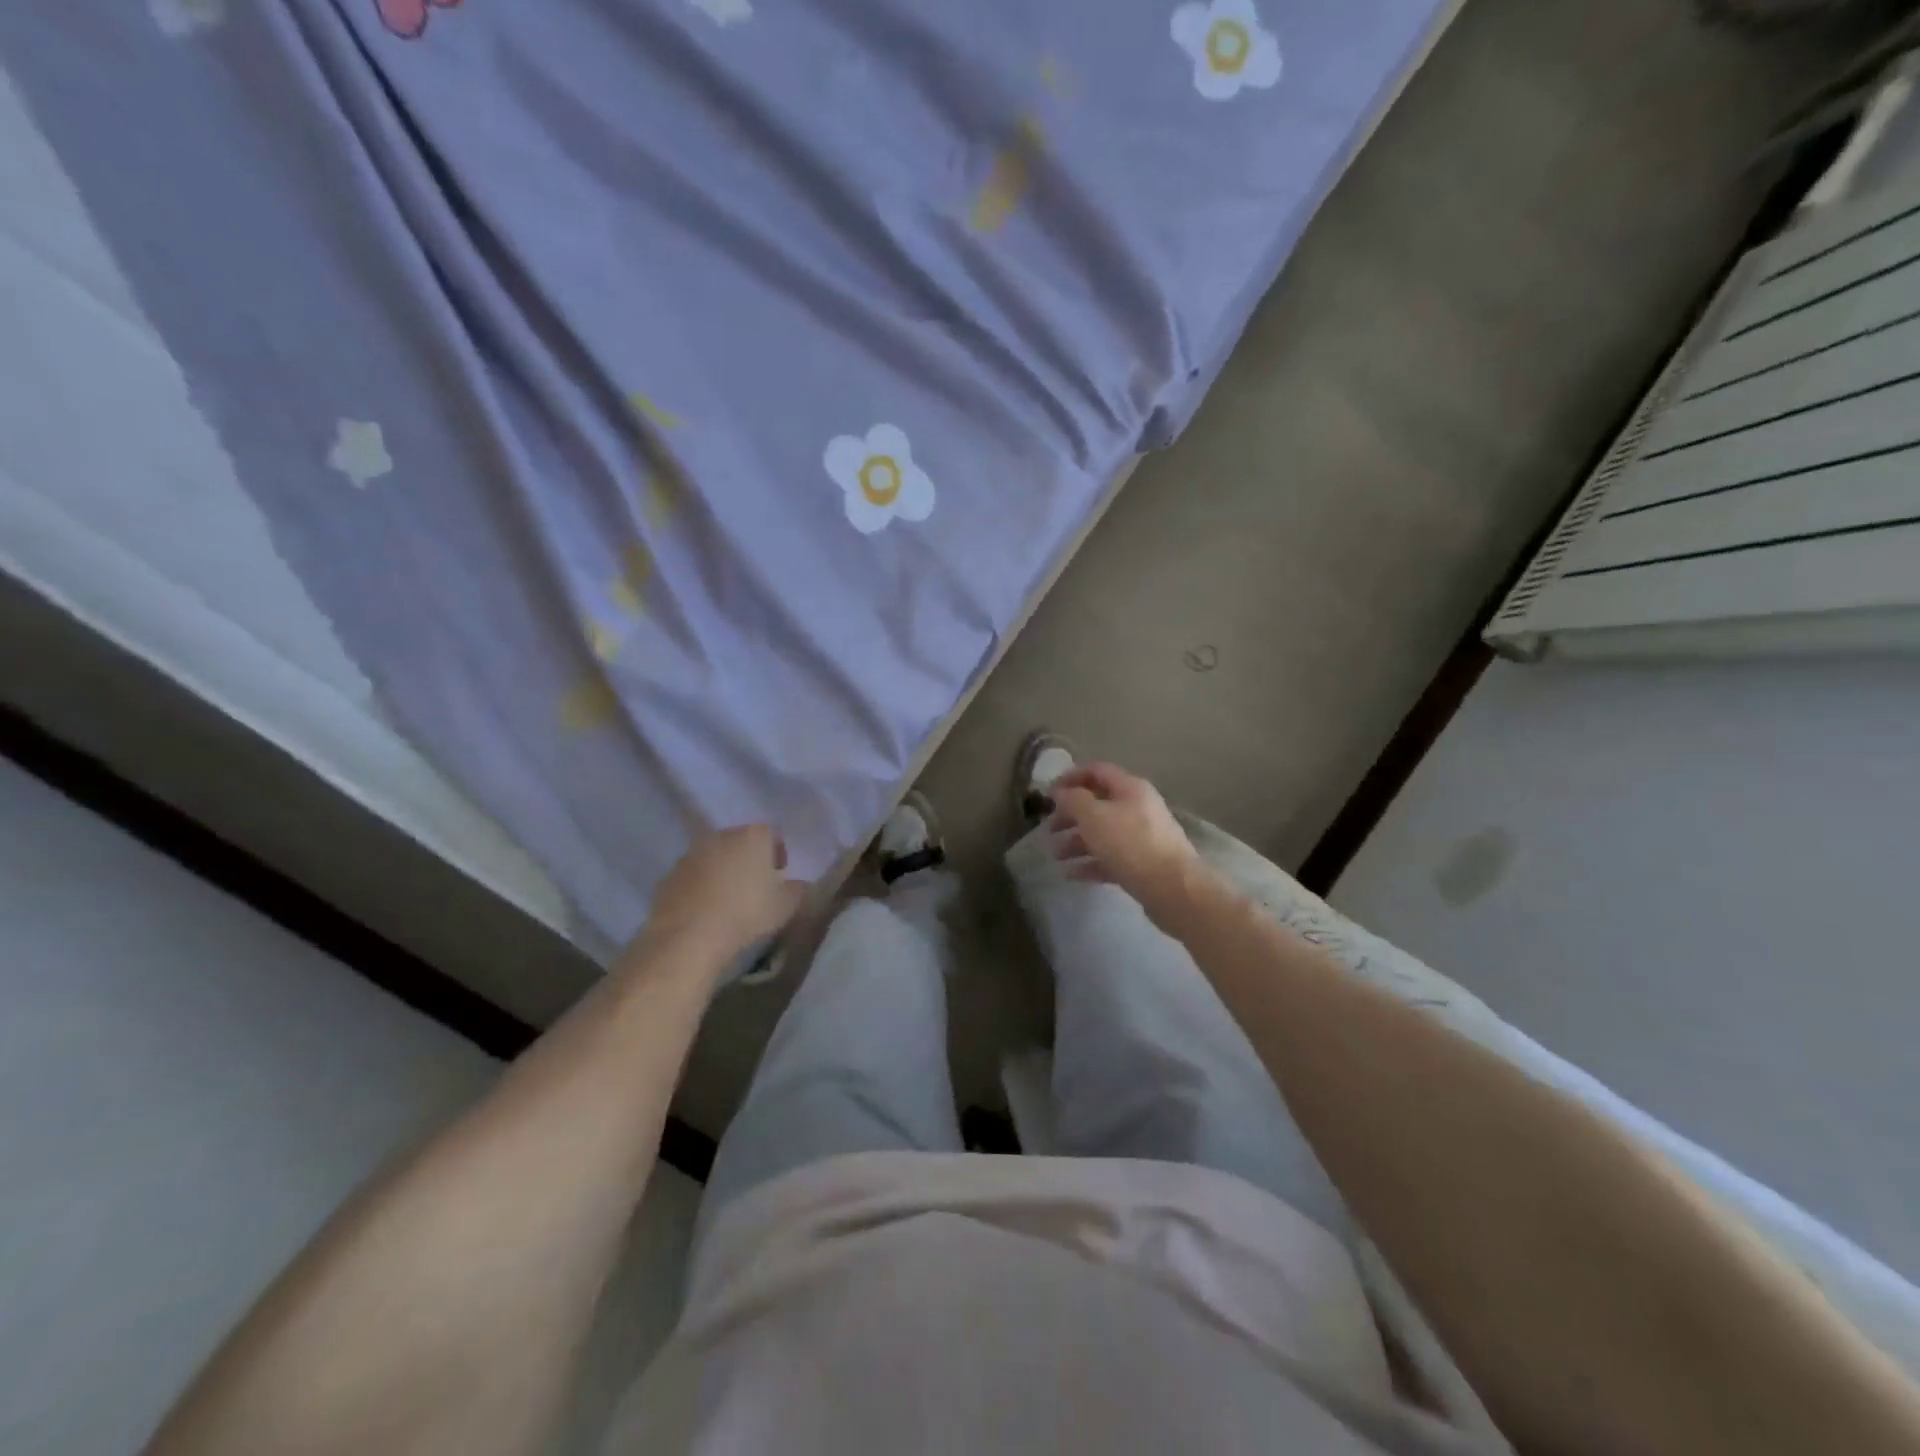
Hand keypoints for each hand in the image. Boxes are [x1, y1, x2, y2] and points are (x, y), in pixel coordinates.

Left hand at [640, 826, 807, 968]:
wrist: (689, 937)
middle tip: (755, 888)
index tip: (779, 876)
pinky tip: (705, 911)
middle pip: (740, 842)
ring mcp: (691, 854)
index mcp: (753, 836)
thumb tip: (799, 885)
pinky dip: (700, 887)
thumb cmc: (747, 913)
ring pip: (714, 858)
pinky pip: (693, 876)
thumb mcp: (787, 906)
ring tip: (728, 901)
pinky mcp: (669, 875)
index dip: (777, 854)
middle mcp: (721, 836)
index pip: (771, 835)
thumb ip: (798, 890)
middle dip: (748, 860)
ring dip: (722, 872)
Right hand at [1050, 763, 1204, 919]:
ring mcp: (1142, 837)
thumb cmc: (1130, 844)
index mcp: (1130, 788)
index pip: (1097, 771)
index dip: (1071, 777)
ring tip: (1056, 856)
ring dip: (1076, 841)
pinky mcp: (1143, 864)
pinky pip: (1110, 858)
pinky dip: (1090, 863)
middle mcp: (1138, 808)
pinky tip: (1070, 874)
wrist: (1173, 888)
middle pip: (1098, 804)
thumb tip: (1060, 792)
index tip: (1048, 793)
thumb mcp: (1094, 816)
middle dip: (1071, 815)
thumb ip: (1073, 800)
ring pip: (1103, 833)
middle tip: (1049, 829)